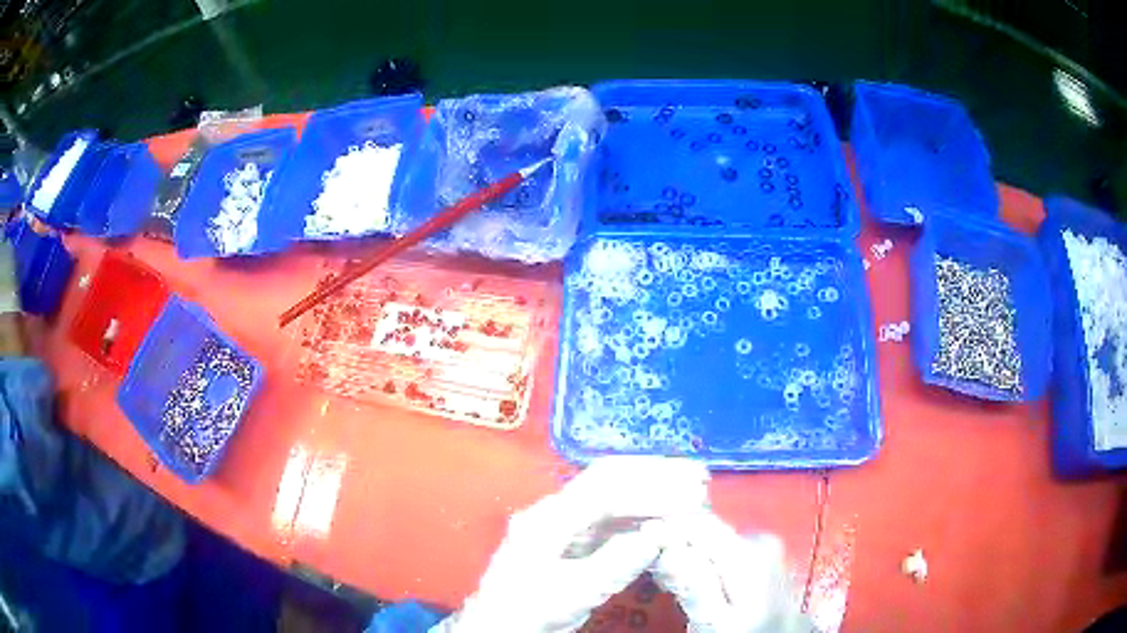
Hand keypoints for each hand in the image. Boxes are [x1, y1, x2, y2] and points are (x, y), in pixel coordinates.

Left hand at [441, 457, 708, 632]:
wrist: (500, 623)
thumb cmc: (530, 610)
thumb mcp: (573, 593)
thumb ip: (615, 563)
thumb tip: (659, 534)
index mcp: (549, 518)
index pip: (605, 490)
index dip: (650, 490)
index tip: (689, 495)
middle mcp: (556, 510)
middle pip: (608, 479)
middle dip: (654, 474)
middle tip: (697, 477)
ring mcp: (564, 522)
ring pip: (612, 495)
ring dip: (651, 490)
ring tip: (690, 490)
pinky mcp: (572, 537)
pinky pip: (612, 517)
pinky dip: (641, 513)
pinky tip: (663, 517)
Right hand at [651, 512, 808, 632]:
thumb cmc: (747, 631)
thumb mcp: (714, 621)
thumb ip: (694, 586)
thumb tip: (667, 549)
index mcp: (747, 552)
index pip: (698, 524)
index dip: (666, 528)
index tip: (639, 540)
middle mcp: (758, 538)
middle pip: (705, 528)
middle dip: (675, 542)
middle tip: (651, 568)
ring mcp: (763, 543)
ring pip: (712, 536)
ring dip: (688, 550)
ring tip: (669, 578)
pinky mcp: (762, 551)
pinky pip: (724, 545)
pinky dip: (704, 556)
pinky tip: (694, 577)